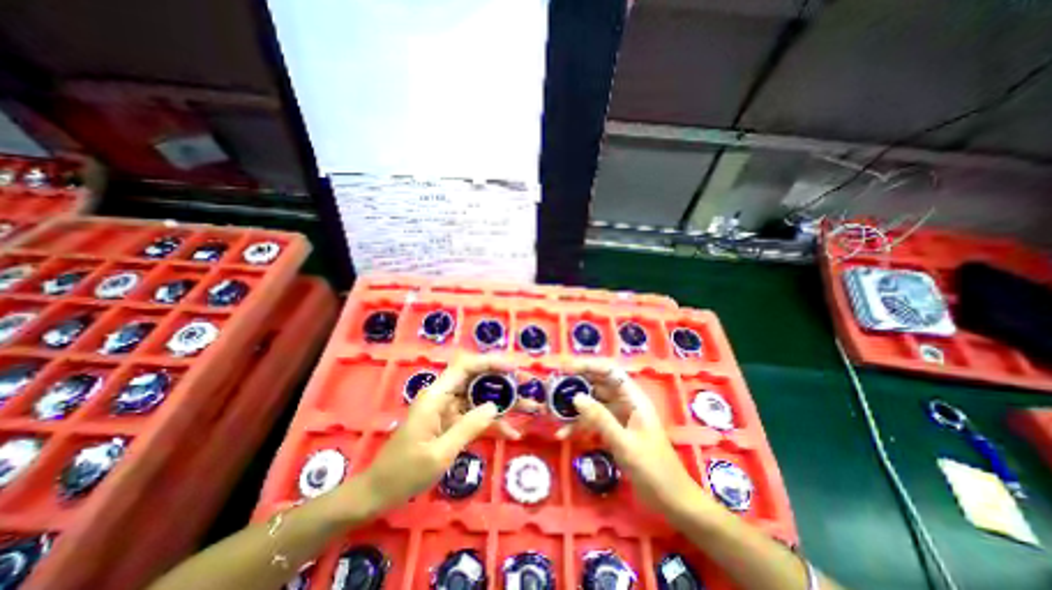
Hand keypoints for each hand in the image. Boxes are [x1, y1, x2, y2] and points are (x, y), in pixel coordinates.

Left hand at [359, 356, 524, 515]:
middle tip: (527, 386)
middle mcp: (444, 397)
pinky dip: (493, 423)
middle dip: (503, 381)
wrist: (379, 492)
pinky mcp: (451, 423)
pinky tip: (511, 433)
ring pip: (480, 398)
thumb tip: (494, 405)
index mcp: (436, 396)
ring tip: (529, 407)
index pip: (465, 367)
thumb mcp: (440, 453)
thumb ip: (469, 426)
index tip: (512, 369)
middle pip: (477, 379)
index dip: (490, 362)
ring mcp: (448, 410)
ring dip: (504, 403)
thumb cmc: (405, 472)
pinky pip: (475, 417)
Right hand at [553, 358, 709, 517]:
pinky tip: (563, 434)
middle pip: (599, 384)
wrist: (671, 500)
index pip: (609, 371)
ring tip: (554, 409)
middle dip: (577, 383)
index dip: (589, 365)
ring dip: (575, 406)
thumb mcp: (625, 443)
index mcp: (633, 398)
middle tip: (554, 386)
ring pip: (593, 402)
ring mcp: (619, 417)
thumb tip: (576, 397)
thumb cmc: (653, 469)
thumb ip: (600, 418)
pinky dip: (579, 425)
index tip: (566, 368)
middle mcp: (625, 402)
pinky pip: (593, 421)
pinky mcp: (614, 431)